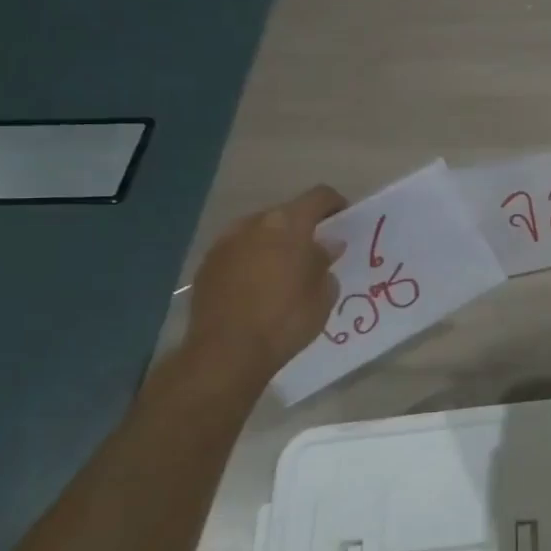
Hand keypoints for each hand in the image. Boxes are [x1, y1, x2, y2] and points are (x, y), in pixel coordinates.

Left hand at [186, 185, 347, 378]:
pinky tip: (258, 287)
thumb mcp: (323, 292)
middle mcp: (253, 224)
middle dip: (302, 227)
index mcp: (287, 224)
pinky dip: (252, 260)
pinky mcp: (206, 266)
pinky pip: (238, 252)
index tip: (344, 222)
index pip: (319, 197)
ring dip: (274, 243)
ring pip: (258, 232)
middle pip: (285, 213)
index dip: (335, 205)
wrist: (226, 353)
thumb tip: (325, 246)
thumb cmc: (286, 319)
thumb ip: (325, 261)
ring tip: (284, 271)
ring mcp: (224, 243)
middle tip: (315, 252)